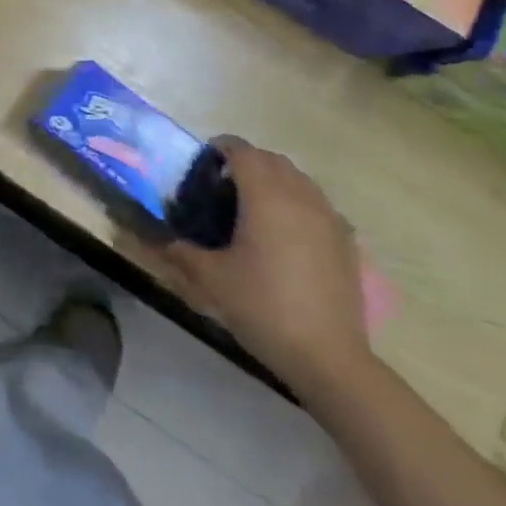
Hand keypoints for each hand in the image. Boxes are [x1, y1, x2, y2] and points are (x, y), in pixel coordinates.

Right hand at [162, 137, 372, 400]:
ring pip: (299, 179)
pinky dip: (298, 203)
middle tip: (221, 187)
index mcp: (265, 196)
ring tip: (253, 208)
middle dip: (246, 163)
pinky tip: (286, 234)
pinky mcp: (347, 241)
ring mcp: (329, 218)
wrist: (328, 357)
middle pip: (272, 160)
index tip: (202, 164)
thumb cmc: (263, 307)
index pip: (242, 150)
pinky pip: (318, 204)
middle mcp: (300, 196)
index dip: (220, 148)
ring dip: (274, 180)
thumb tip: (158, 238)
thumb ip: (179, 250)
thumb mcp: (210, 279)